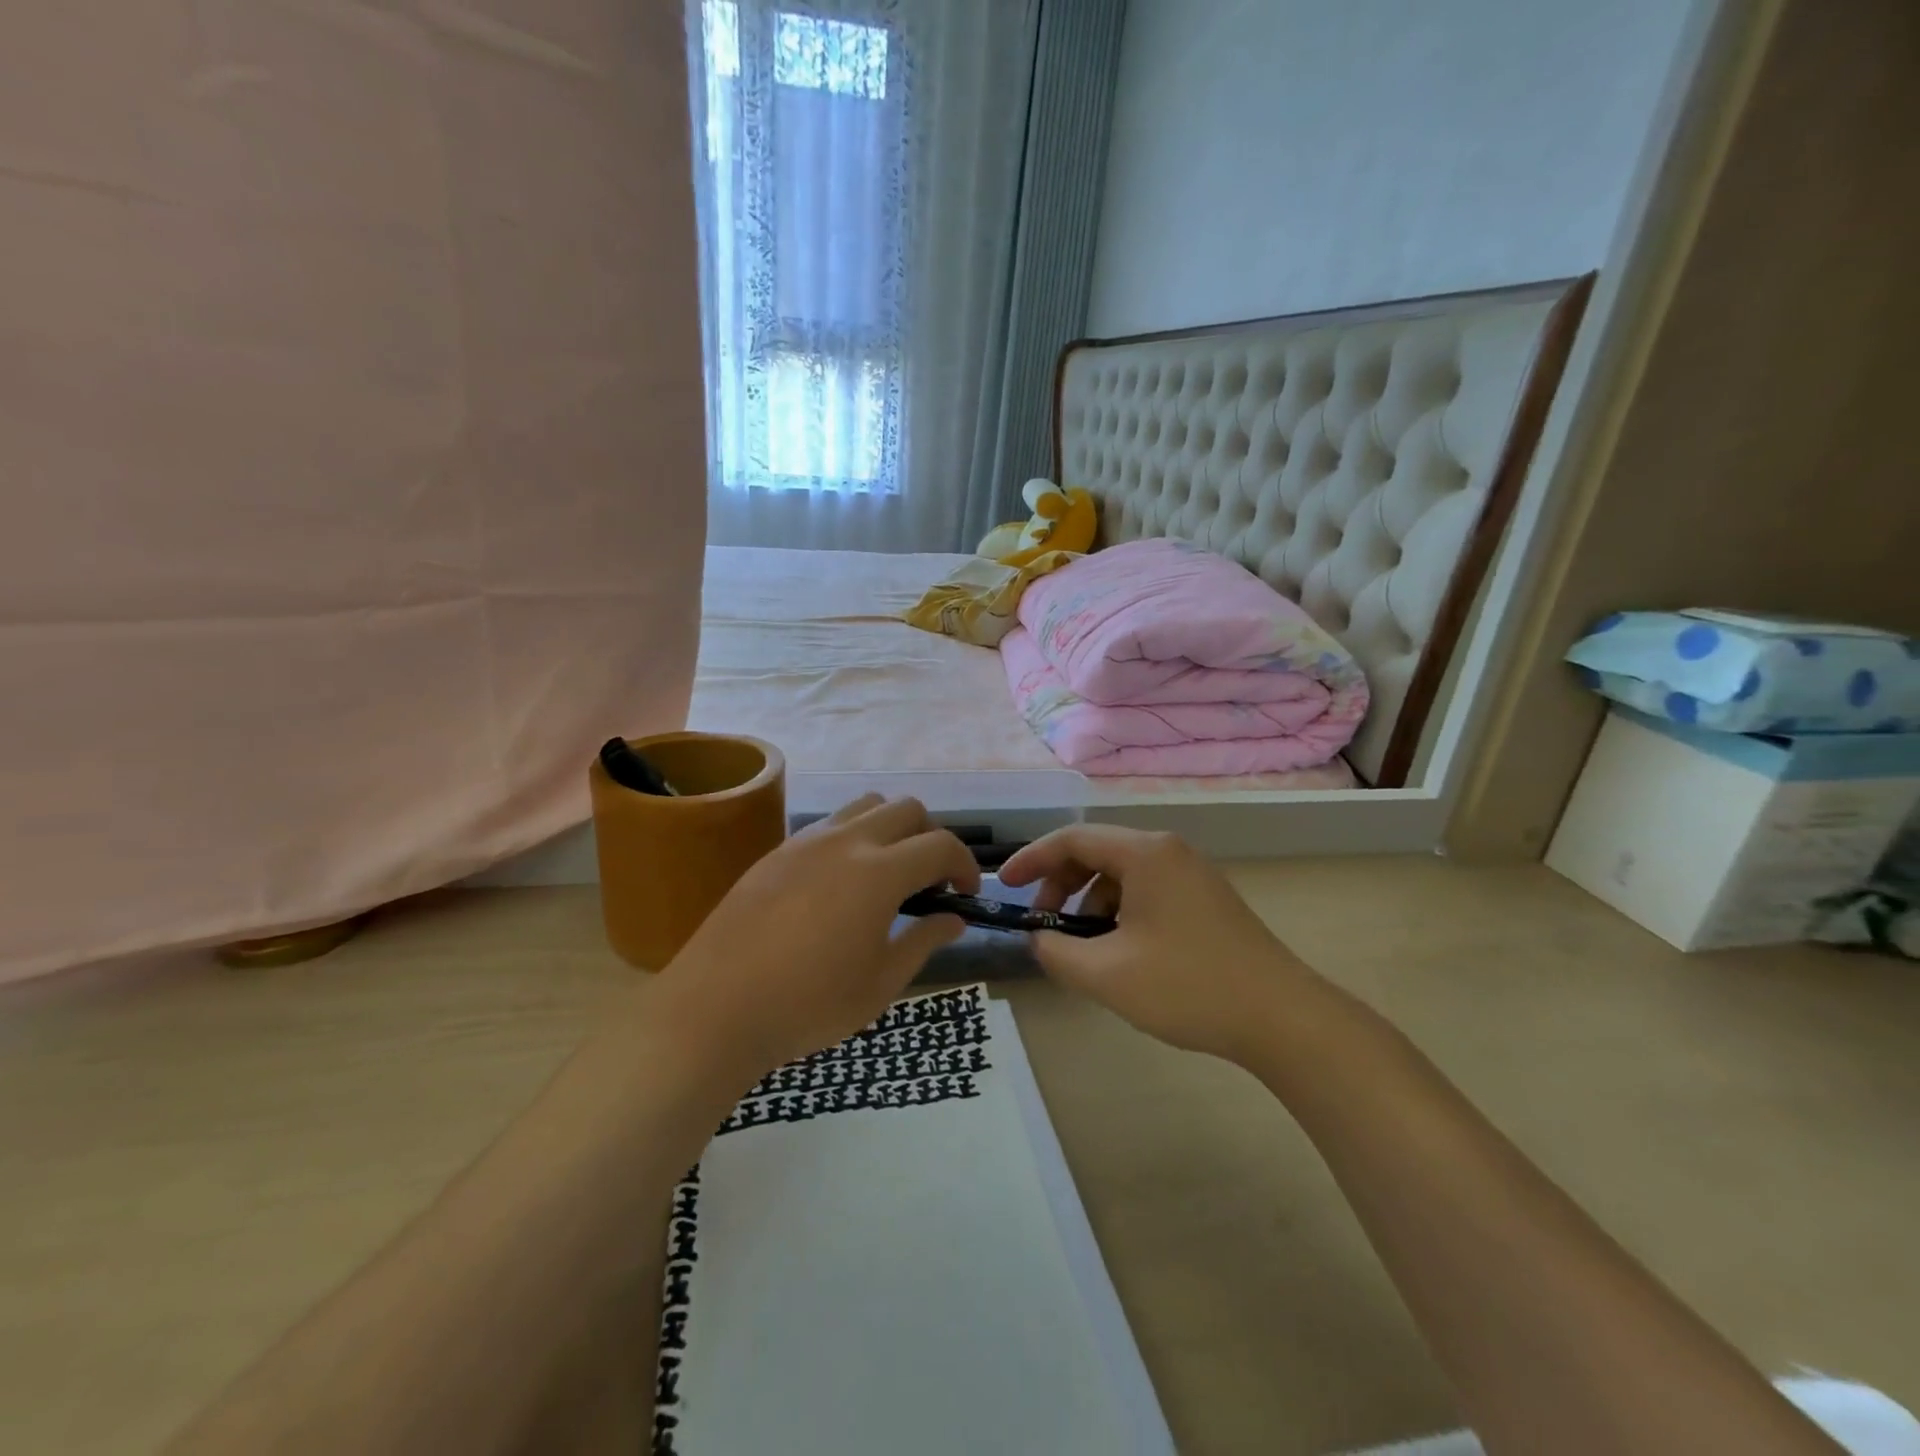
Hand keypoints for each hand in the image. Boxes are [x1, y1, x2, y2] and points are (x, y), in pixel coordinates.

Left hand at [655, 796, 979, 1081]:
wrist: (715, 1008)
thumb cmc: (808, 1005)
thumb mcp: (880, 984)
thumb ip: (923, 942)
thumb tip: (953, 920)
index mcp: (880, 872)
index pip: (941, 845)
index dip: (964, 865)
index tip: (964, 894)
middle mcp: (847, 841)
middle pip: (907, 809)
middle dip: (931, 837)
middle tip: (928, 882)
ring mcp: (807, 841)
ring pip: (866, 805)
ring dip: (890, 827)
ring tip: (886, 872)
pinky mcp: (778, 852)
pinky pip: (829, 824)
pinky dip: (853, 837)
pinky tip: (840, 883)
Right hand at [997, 825, 1318, 1061]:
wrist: (1282, 1018)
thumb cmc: (1188, 987)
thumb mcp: (1106, 974)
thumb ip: (1056, 952)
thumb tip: (1039, 939)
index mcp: (1145, 854)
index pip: (1072, 839)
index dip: (1032, 860)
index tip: (1004, 885)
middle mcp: (1168, 852)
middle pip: (1097, 853)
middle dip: (1060, 886)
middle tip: (1043, 926)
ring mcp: (1191, 875)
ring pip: (1121, 875)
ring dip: (1089, 904)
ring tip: (1082, 949)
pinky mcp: (1204, 900)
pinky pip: (1145, 892)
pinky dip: (1118, 913)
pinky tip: (1118, 953)